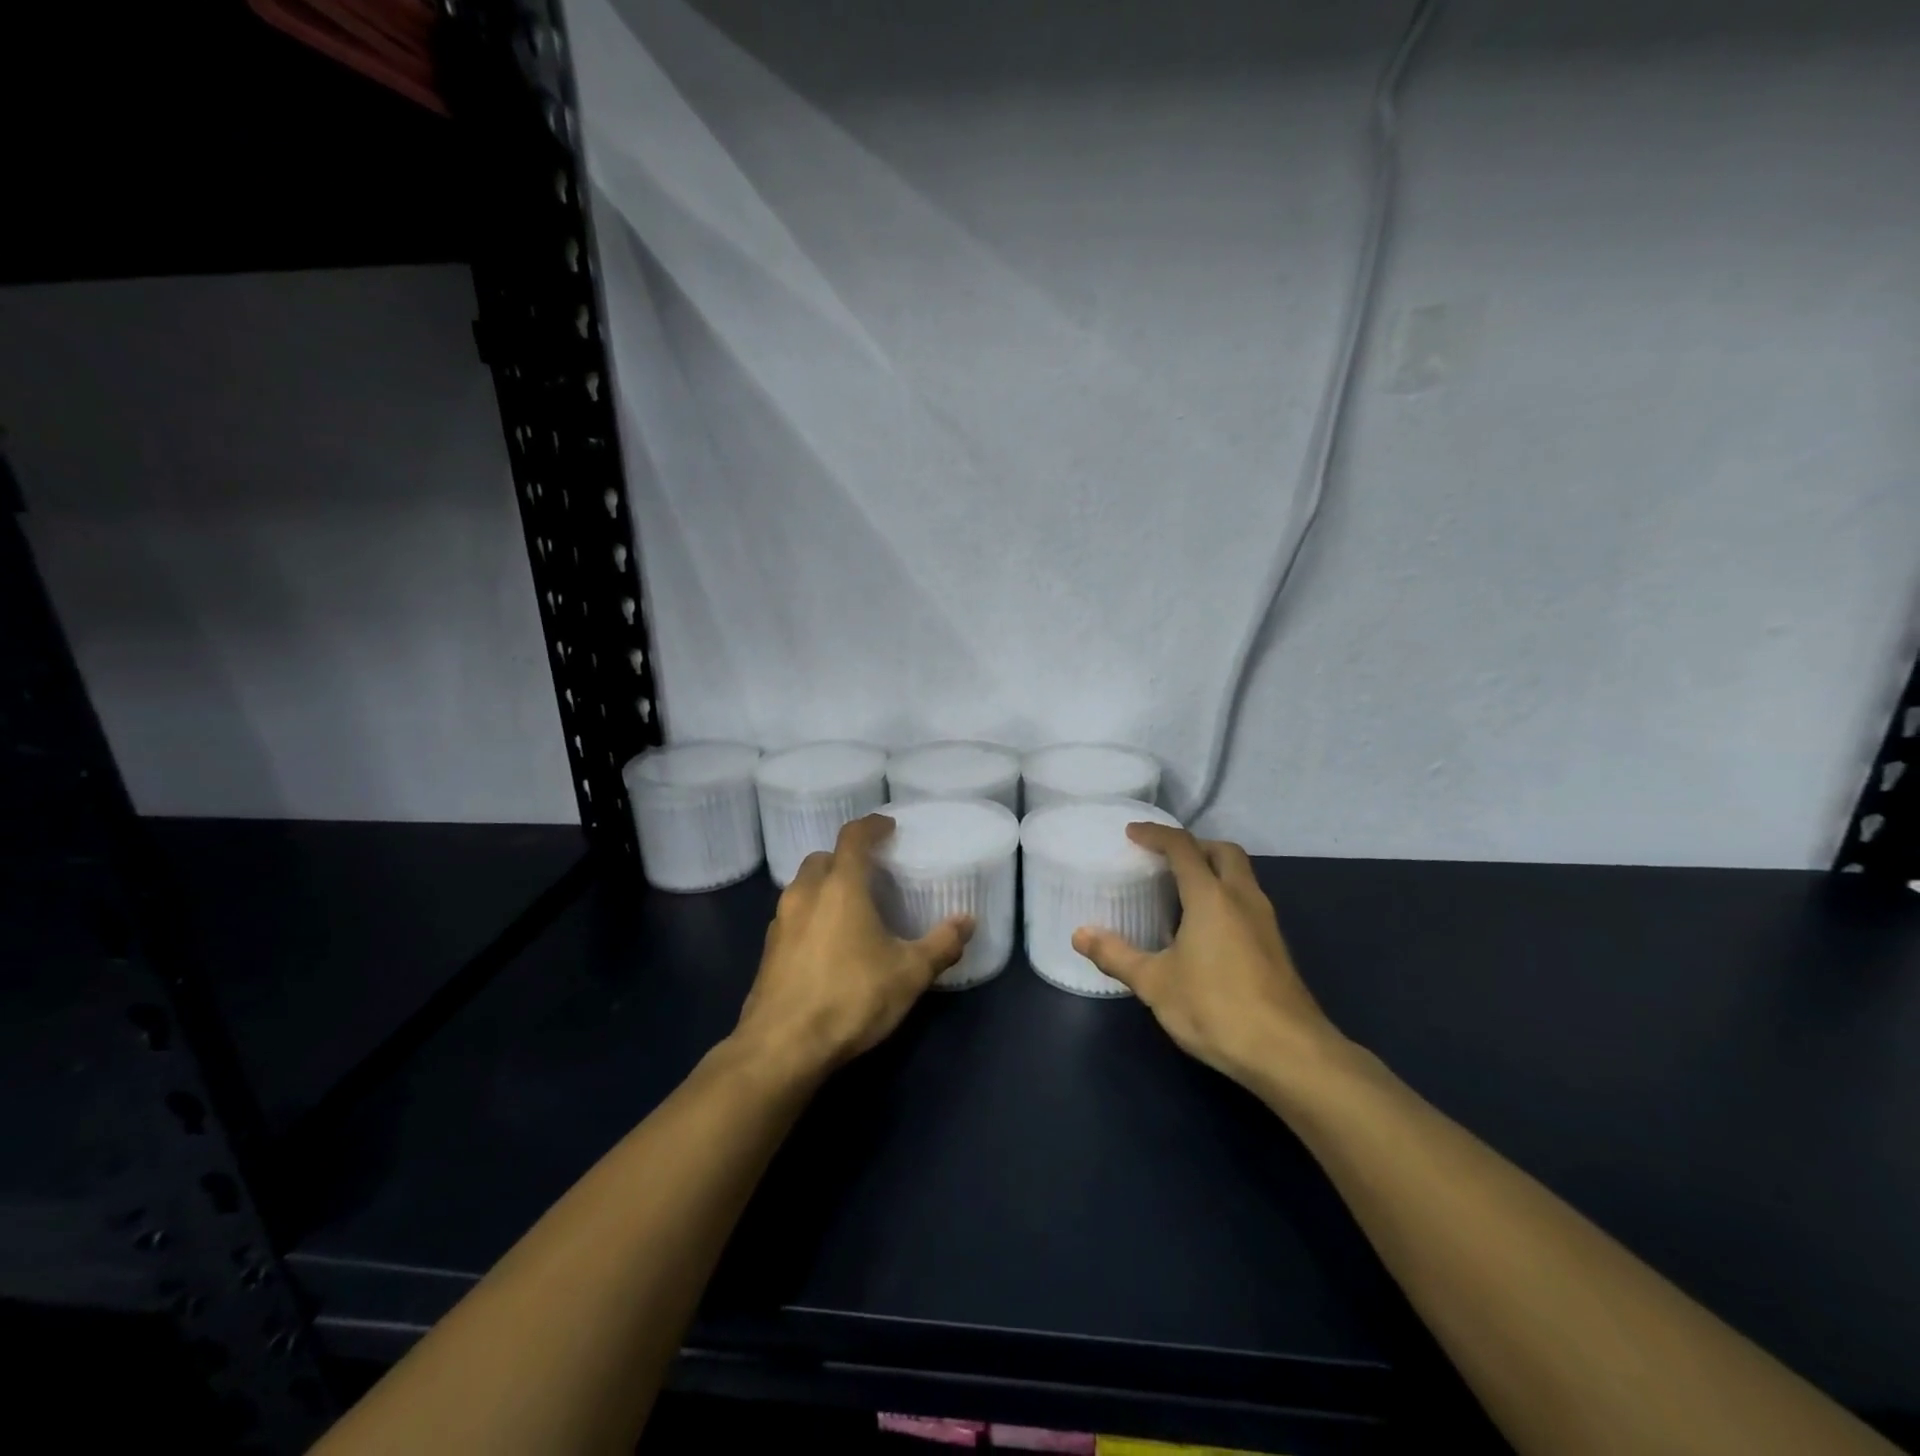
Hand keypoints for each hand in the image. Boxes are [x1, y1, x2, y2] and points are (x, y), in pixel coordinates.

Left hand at [734, 815, 972, 1077]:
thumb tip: (967, 922)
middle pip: (822, 858)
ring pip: (803, 887)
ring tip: (852, 907)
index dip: (871, 826)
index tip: (888, 827)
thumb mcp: (908, 974)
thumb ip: (941, 944)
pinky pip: (793, 916)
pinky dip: (811, 915)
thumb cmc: (850, 998)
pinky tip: (829, 944)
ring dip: (825, 886)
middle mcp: (805, 894)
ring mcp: (780, 923)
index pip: (853, 837)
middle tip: (871, 871)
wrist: (781, 1048)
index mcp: (840, 886)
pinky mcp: (768, 952)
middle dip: (845, 857)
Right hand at [1072, 825, 1341, 1088]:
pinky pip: (1247, 902)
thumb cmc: (1216, 1008)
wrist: (1289, 1053)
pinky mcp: (1276, 947)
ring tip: (1180, 893)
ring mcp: (1266, 922)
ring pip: (1241, 876)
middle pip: (1223, 851)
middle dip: (1194, 846)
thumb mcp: (1155, 984)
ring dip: (1213, 871)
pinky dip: (1225, 897)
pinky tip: (1205, 930)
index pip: (1183, 847)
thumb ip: (1116, 955)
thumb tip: (1080, 934)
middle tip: (1164, 860)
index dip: (1156, 834)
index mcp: (1211, 897)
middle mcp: (1243, 898)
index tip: (1132, 834)